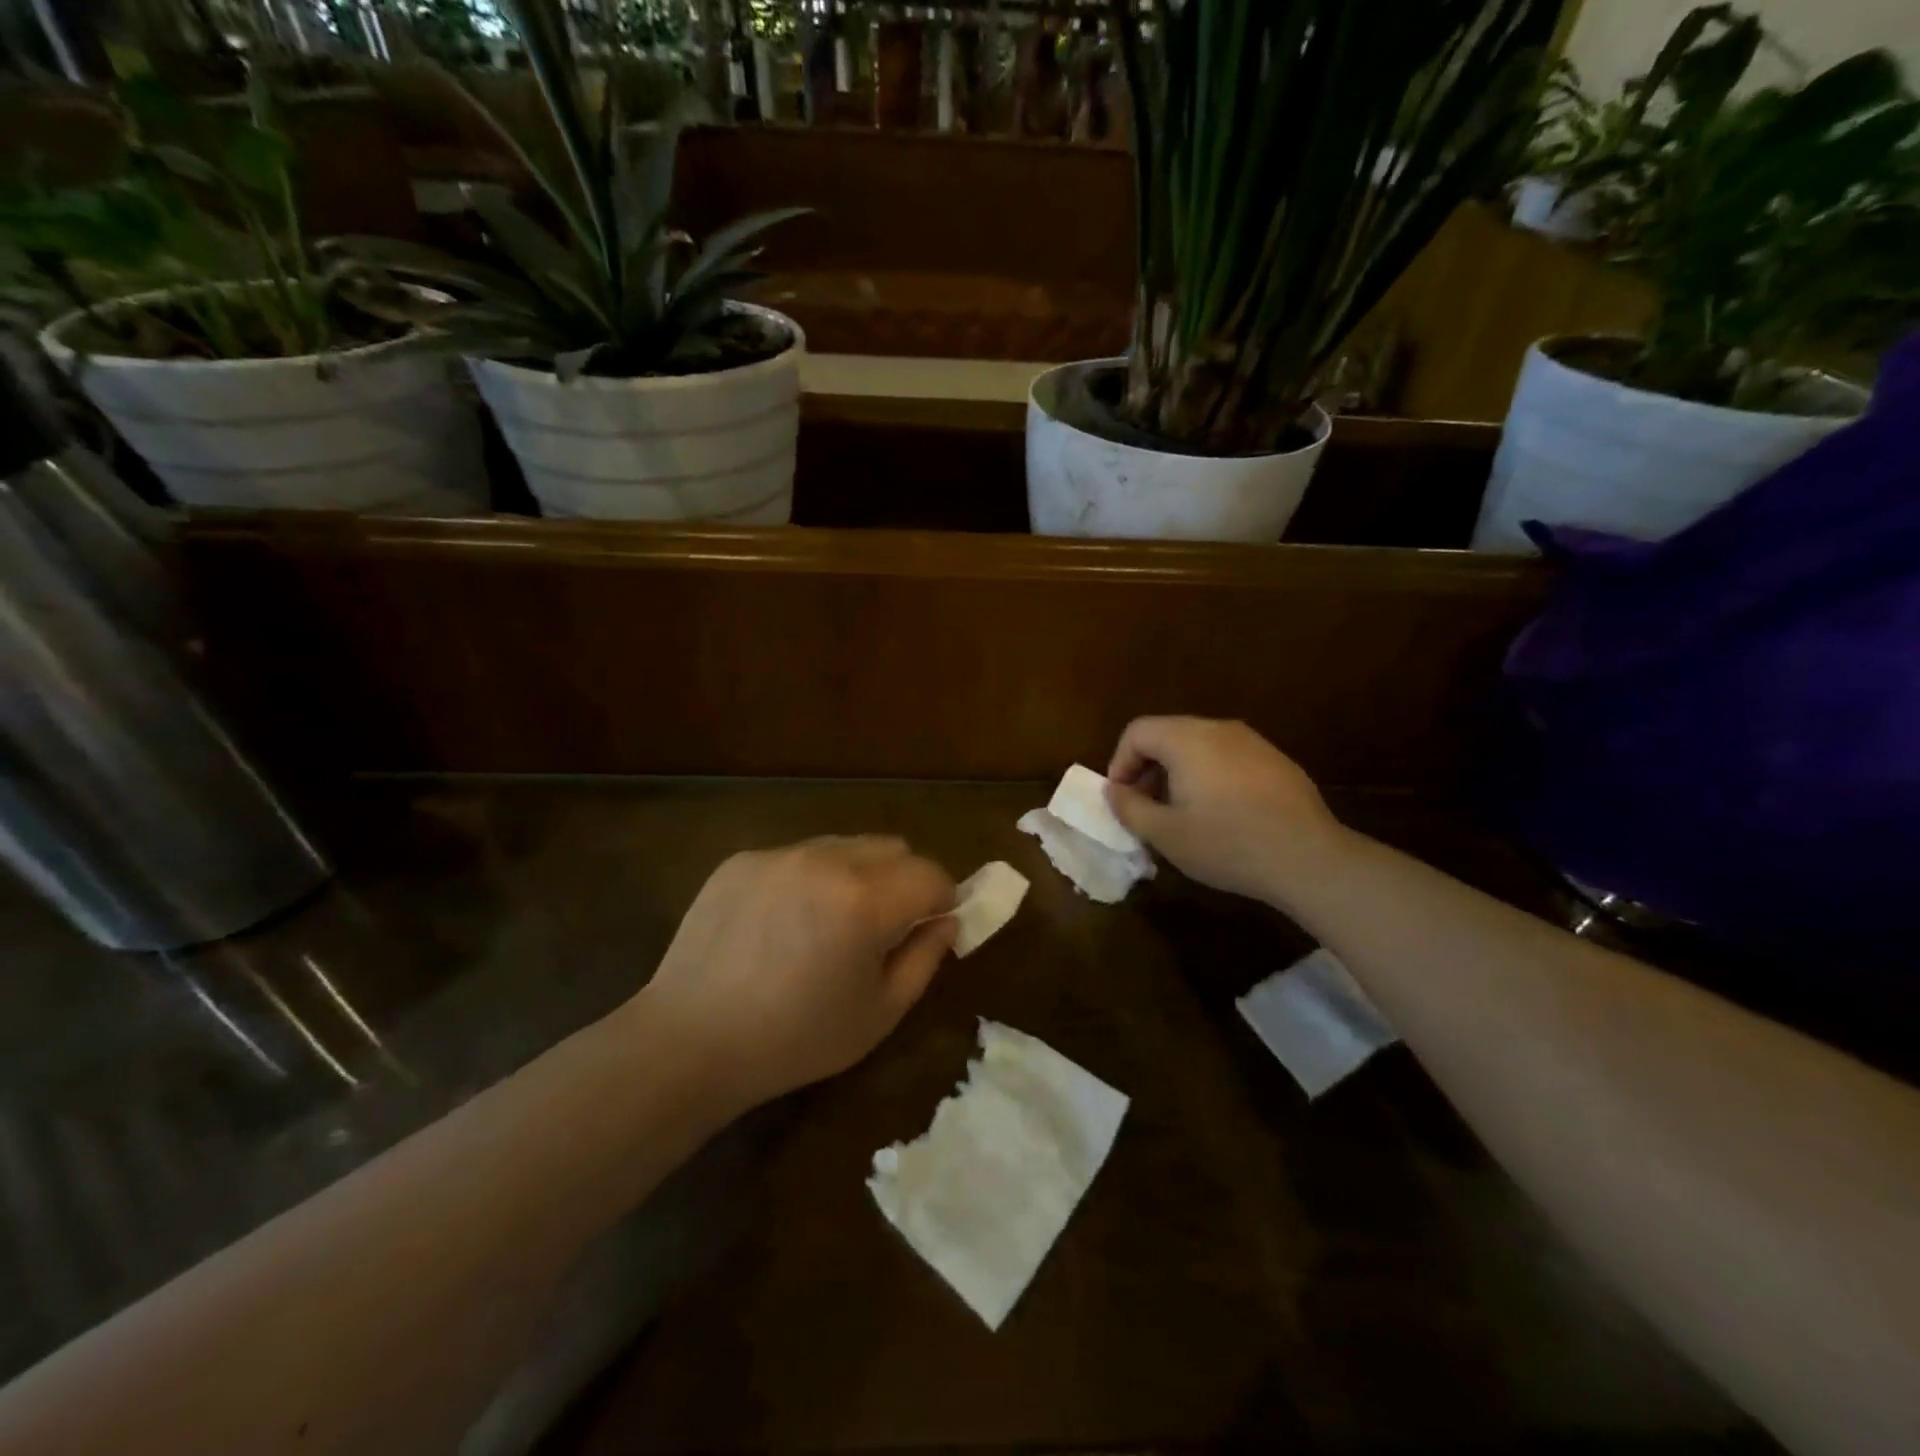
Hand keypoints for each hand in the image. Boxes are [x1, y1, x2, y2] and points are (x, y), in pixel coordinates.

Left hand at [634, 836, 956, 1112]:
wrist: (689, 1042)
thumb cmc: (795, 1039)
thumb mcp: (880, 1013)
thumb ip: (925, 958)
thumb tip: (946, 920)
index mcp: (866, 900)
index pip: (931, 874)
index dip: (941, 900)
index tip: (930, 926)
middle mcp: (826, 860)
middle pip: (892, 848)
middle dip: (903, 880)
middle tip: (883, 926)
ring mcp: (780, 854)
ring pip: (845, 845)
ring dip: (857, 874)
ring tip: (829, 923)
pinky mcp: (743, 859)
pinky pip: (798, 855)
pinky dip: (809, 879)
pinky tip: (781, 923)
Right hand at [1105, 716, 1350, 905]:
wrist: (1309, 859)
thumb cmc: (1227, 844)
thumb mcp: (1166, 834)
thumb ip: (1130, 808)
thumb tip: (1115, 790)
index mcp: (1187, 739)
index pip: (1137, 732)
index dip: (1120, 763)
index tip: (1122, 799)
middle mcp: (1219, 729)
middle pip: (1167, 734)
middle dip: (1147, 768)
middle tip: (1146, 808)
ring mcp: (1253, 742)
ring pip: (1199, 745)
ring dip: (1178, 773)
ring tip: (1180, 813)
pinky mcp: (1276, 760)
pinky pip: (1228, 757)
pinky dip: (1209, 776)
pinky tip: (1221, 814)